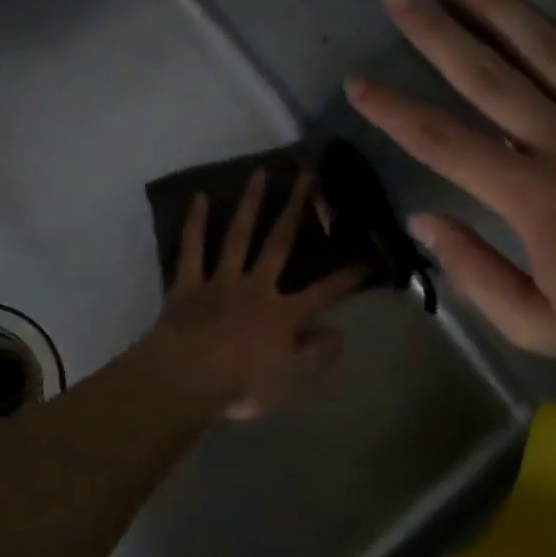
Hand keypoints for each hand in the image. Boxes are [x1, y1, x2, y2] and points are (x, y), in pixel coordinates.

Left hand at [151, 168, 366, 419]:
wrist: (185, 379)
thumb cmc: (241, 384)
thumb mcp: (291, 381)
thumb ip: (317, 355)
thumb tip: (339, 332)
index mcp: (283, 313)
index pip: (324, 293)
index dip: (349, 277)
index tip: (370, 257)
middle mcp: (256, 286)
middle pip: (280, 243)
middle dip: (297, 209)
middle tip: (309, 176)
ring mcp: (221, 281)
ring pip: (239, 235)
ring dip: (251, 203)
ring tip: (261, 172)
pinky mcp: (189, 284)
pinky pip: (192, 249)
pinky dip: (195, 224)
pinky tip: (199, 197)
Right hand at [346, 0, 555, 379]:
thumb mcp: (537, 326)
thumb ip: (474, 273)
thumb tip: (423, 221)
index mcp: (533, 198)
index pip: (443, 143)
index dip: (393, 111)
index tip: (358, 82)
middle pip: (488, 77)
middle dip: (434, 33)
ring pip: (551, 46)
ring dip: (497, 4)